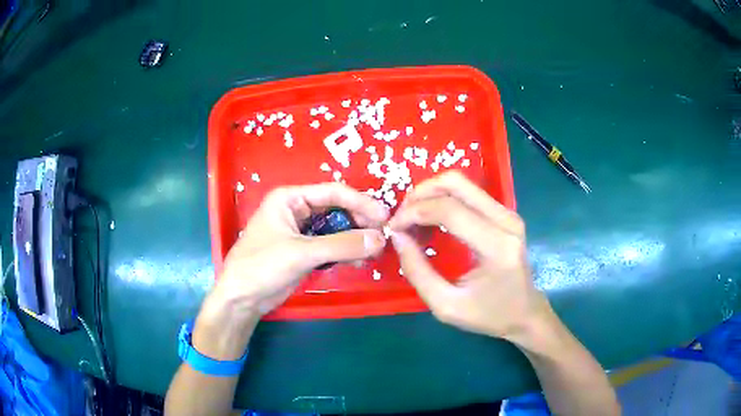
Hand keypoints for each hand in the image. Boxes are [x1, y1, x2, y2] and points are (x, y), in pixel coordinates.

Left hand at [195, 183, 387, 358]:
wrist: (242, 299)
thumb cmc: (262, 267)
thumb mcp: (301, 253)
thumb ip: (341, 245)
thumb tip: (379, 239)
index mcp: (290, 198)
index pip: (333, 192)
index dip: (361, 203)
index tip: (384, 217)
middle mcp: (297, 210)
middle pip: (337, 209)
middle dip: (360, 222)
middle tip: (382, 237)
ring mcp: (302, 231)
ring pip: (337, 229)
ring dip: (355, 239)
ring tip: (374, 252)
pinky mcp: (305, 251)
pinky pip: (332, 246)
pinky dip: (346, 252)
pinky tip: (359, 262)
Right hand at [389, 171, 552, 343]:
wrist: (525, 313)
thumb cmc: (489, 316)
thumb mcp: (446, 306)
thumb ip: (418, 272)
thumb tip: (398, 237)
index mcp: (497, 246)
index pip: (449, 210)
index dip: (414, 212)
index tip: (393, 228)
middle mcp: (506, 220)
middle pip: (456, 183)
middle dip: (420, 193)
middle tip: (401, 216)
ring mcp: (508, 213)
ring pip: (462, 182)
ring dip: (431, 193)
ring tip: (413, 217)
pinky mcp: (506, 213)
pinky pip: (469, 192)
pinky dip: (444, 198)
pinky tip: (431, 218)